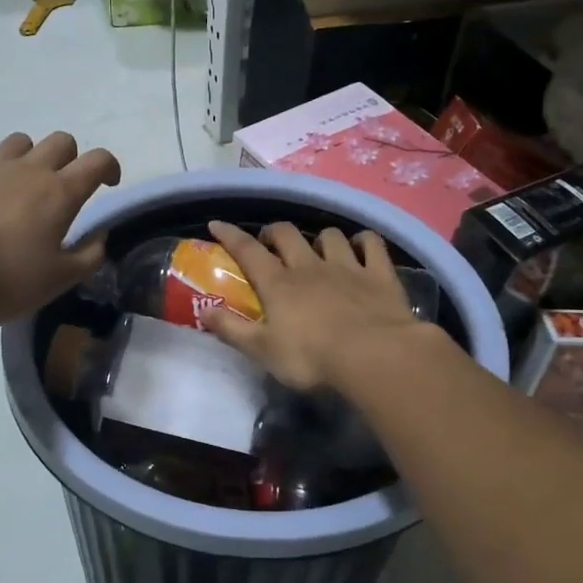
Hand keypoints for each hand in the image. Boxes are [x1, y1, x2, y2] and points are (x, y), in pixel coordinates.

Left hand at [0, 132, 121, 328]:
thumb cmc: (6, 281)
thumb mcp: (59, 280)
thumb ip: (88, 256)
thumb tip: (99, 237)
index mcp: (59, 193)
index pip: (97, 161)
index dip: (108, 167)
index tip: (107, 184)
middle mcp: (26, 170)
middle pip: (59, 142)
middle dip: (68, 158)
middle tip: (60, 187)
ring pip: (16, 142)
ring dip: (25, 158)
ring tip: (15, 187)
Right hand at [201, 220, 430, 391]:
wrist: (374, 356)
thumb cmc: (312, 358)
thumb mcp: (263, 351)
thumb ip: (232, 329)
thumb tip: (203, 311)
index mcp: (278, 284)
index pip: (248, 251)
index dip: (230, 235)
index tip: (216, 224)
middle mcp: (310, 266)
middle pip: (288, 234)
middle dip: (274, 232)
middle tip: (269, 242)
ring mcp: (347, 266)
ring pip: (329, 236)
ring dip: (319, 238)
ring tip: (317, 248)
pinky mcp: (379, 274)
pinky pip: (371, 244)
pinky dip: (364, 241)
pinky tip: (361, 247)